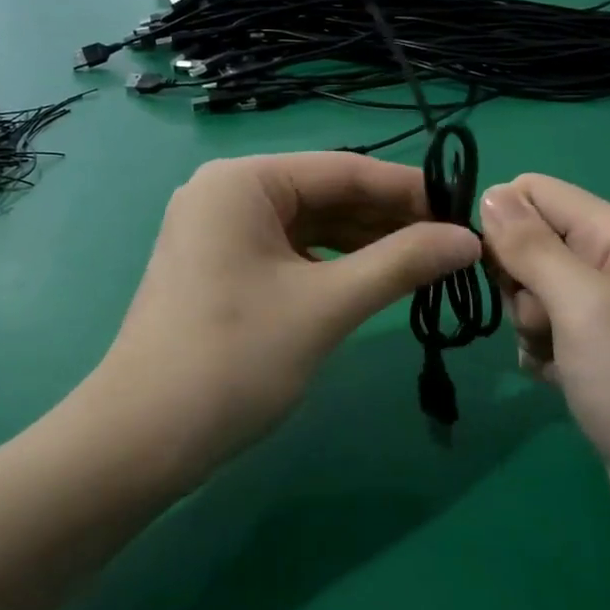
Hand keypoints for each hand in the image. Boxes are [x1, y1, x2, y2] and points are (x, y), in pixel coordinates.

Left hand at [89, 154, 480, 476]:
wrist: (140, 440)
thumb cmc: (233, 359)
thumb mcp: (326, 306)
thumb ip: (400, 264)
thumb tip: (469, 239)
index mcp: (243, 181)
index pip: (344, 169)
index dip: (408, 189)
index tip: (464, 211)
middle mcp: (227, 193)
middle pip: (326, 194)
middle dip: (388, 219)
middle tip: (451, 245)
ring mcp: (220, 231)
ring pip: (310, 225)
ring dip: (365, 243)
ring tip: (425, 262)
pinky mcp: (221, 266)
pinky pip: (290, 251)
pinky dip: (333, 264)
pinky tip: (374, 278)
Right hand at [479, 175, 609, 571]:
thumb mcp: (582, 305)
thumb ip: (532, 246)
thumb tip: (489, 193)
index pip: (535, 192)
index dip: (501, 220)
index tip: (488, 266)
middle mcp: (609, 264)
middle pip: (529, 242)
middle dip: (516, 281)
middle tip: (540, 321)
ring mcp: (603, 312)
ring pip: (529, 290)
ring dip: (526, 323)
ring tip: (553, 357)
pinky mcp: (594, 354)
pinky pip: (542, 332)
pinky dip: (537, 352)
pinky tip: (554, 380)